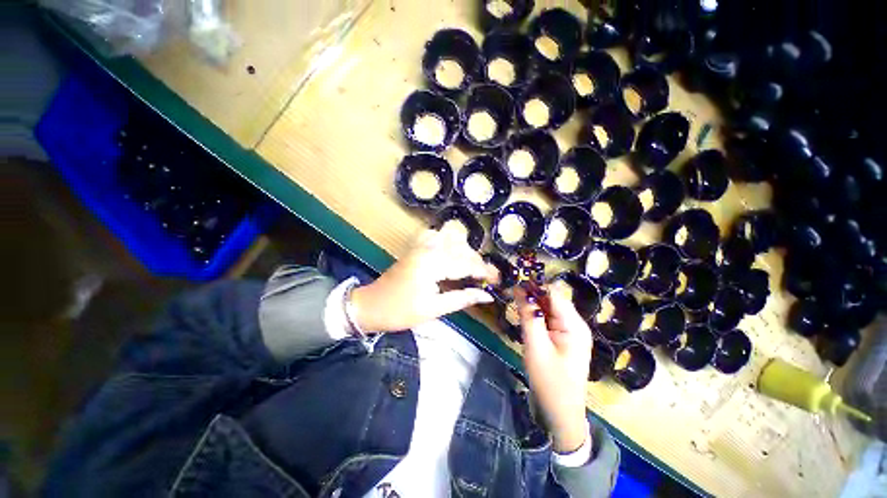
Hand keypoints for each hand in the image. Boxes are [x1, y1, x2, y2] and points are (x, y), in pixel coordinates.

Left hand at [350, 227, 494, 332]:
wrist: (371, 306)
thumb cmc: (401, 312)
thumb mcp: (434, 309)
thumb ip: (462, 299)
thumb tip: (487, 296)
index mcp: (432, 264)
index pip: (466, 264)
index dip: (485, 271)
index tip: (499, 280)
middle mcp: (428, 249)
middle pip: (461, 249)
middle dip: (478, 262)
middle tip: (489, 277)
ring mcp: (420, 246)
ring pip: (451, 239)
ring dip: (465, 251)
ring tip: (473, 267)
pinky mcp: (415, 248)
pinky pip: (436, 236)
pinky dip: (448, 241)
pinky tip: (452, 252)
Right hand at [516, 282, 591, 452]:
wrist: (560, 414)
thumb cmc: (549, 382)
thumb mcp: (536, 347)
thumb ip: (528, 316)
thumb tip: (519, 288)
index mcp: (574, 324)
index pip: (553, 293)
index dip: (533, 284)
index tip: (513, 280)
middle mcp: (575, 324)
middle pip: (551, 299)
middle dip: (531, 293)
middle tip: (509, 291)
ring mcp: (569, 332)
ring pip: (548, 308)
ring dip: (532, 304)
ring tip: (513, 301)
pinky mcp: (562, 338)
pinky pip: (547, 319)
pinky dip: (535, 315)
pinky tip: (523, 316)